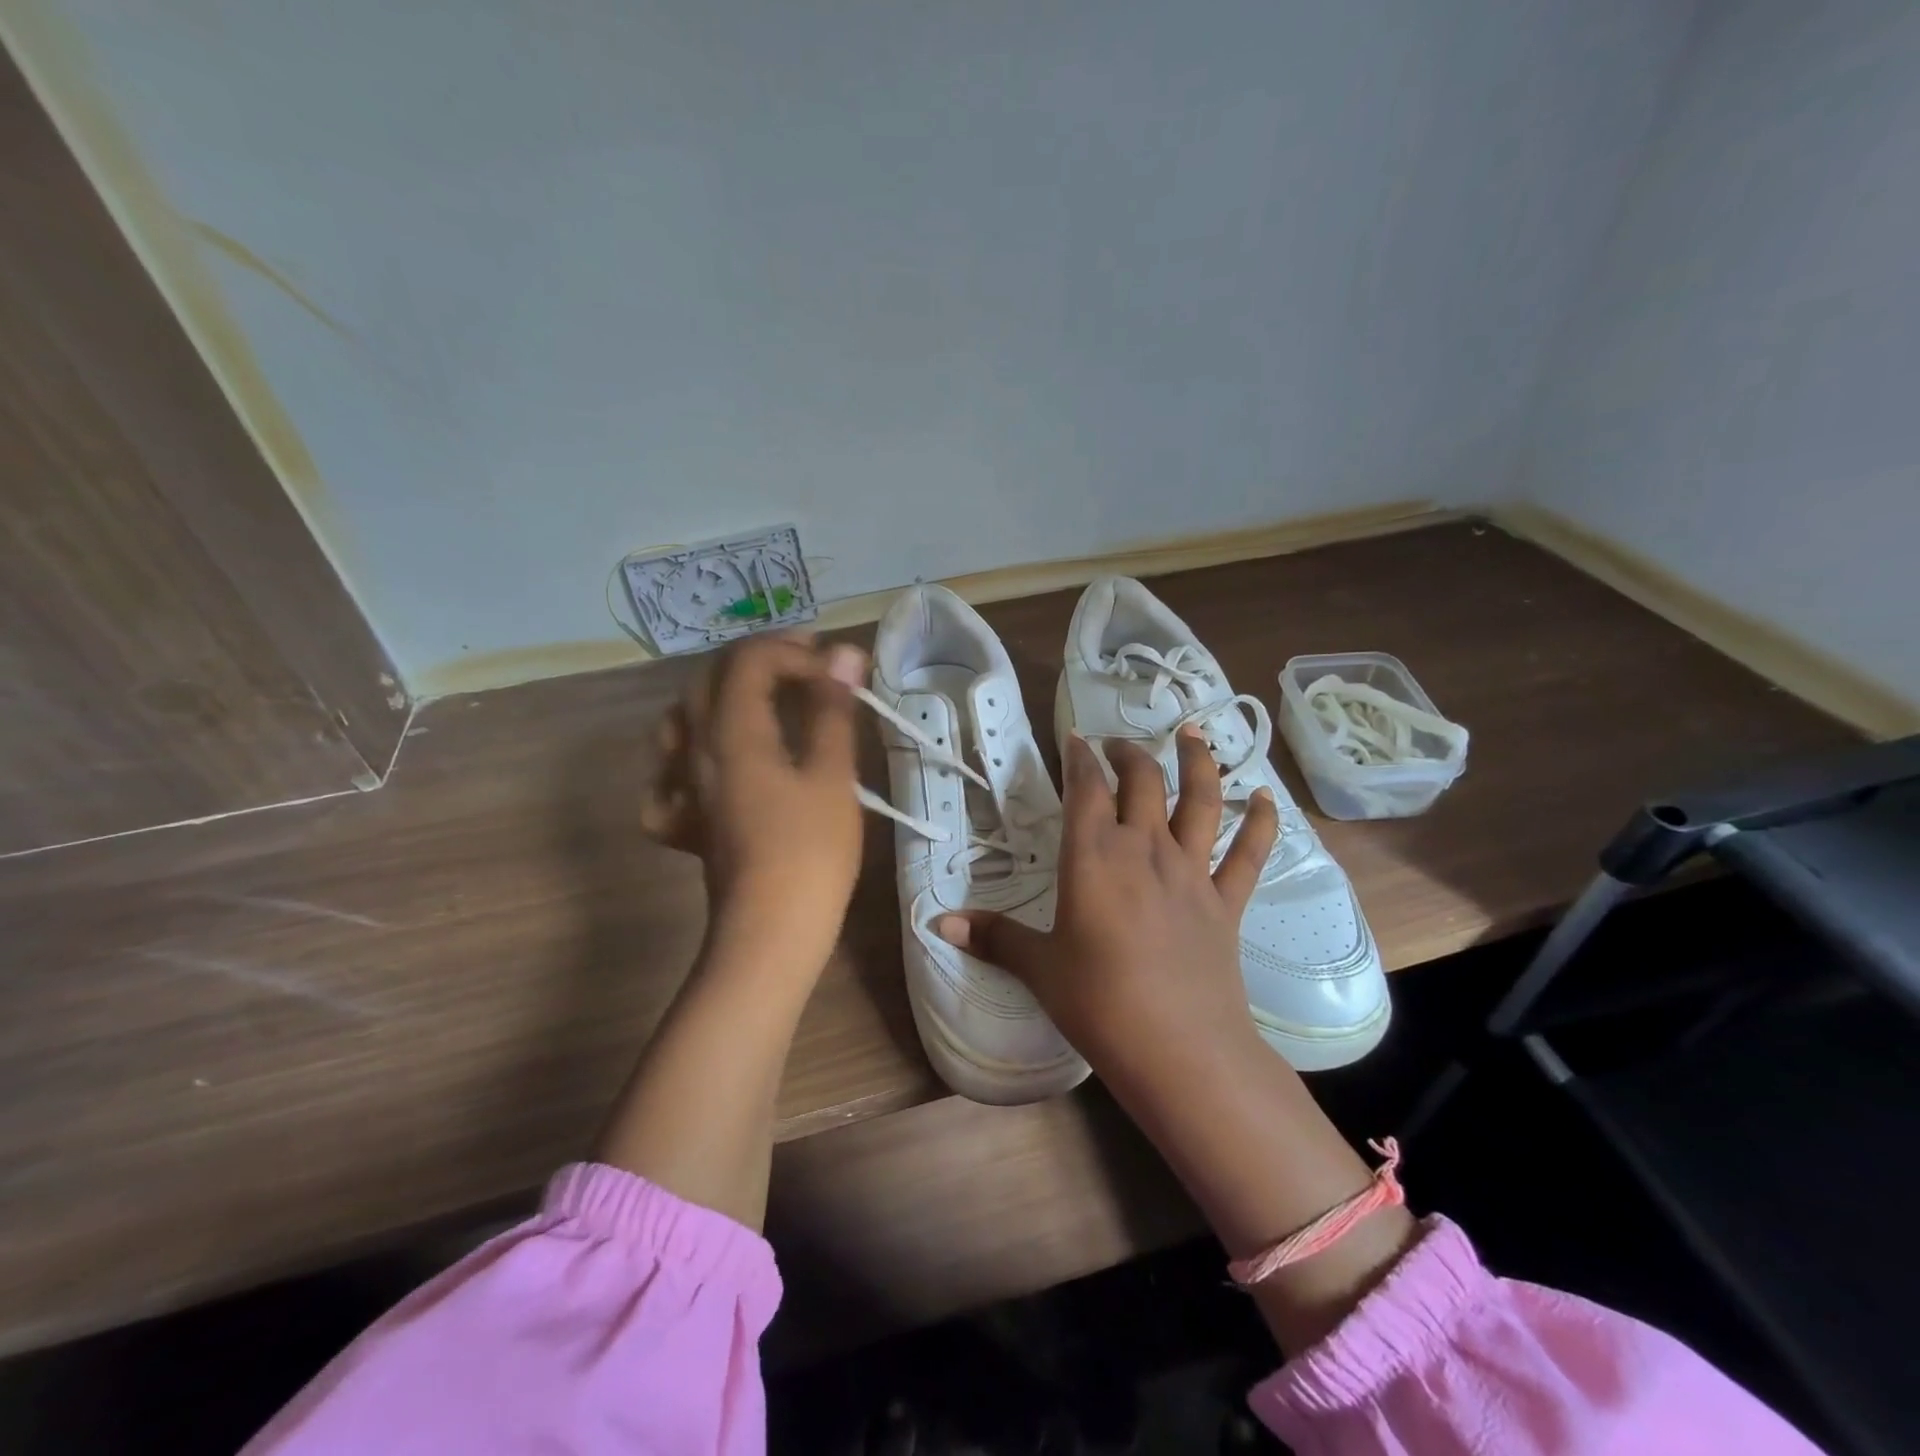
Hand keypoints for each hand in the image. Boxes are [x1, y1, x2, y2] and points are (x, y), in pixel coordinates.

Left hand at [643, 632, 867, 970]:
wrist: (769, 930)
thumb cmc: (810, 851)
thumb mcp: (832, 775)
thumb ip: (833, 709)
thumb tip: (844, 653)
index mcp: (732, 730)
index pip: (750, 660)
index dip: (795, 652)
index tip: (836, 671)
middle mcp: (695, 749)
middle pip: (711, 679)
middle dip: (761, 661)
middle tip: (808, 668)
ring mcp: (682, 787)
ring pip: (681, 719)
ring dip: (721, 697)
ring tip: (760, 703)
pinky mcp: (684, 821)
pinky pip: (669, 775)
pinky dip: (689, 758)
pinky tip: (711, 770)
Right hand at [935, 726, 1278, 1082]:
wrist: (1179, 1048)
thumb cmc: (1098, 1002)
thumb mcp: (1039, 968)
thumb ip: (993, 937)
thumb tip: (940, 922)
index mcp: (1094, 856)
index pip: (1086, 788)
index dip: (1079, 757)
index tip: (1074, 737)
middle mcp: (1145, 849)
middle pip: (1142, 782)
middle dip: (1128, 755)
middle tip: (1116, 747)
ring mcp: (1192, 872)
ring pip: (1201, 801)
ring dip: (1198, 764)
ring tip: (1193, 735)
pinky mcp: (1227, 902)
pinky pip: (1249, 854)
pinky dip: (1261, 823)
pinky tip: (1267, 799)